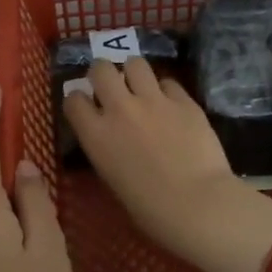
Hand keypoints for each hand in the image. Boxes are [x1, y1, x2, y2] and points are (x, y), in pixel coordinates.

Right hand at [63, 59, 271, 271]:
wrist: (197, 204)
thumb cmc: (150, 209)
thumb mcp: (113, 179)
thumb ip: (107, 149)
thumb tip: (113, 138)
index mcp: (96, 135)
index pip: (73, 99)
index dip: (79, 100)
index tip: (87, 107)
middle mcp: (120, 109)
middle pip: (101, 69)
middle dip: (104, 74)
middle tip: (113, 87)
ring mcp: (154, 100)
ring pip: (136, 63)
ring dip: (134, 73)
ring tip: (142, 87)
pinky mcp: (185, 101)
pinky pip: (169, 82)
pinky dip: (166, 90)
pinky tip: (172, 105)